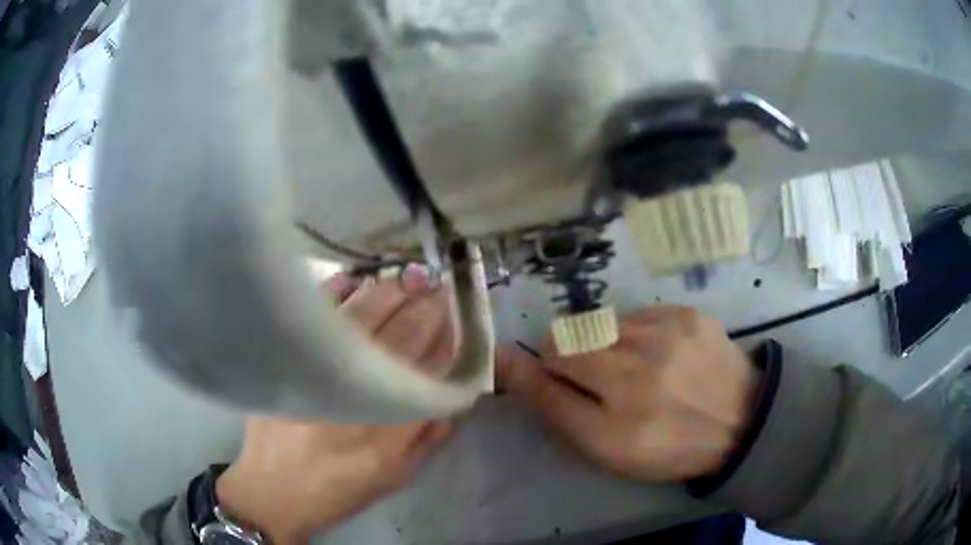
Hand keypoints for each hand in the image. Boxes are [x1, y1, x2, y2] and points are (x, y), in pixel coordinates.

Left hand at [216, 270, 455, 543]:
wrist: (273, 490)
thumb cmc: (339, 489)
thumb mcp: (395, 477)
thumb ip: (429, 437)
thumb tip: (457, 392)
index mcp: (388, 427)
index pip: (429, 368)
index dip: (447, 337)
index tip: (456, 315)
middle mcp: (357, 394)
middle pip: (401, 336)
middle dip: (426, 306)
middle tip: (438, 287)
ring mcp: (318, 371)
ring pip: (363, 316)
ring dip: (392, 291)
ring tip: (409, 278)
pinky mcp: (286, 358)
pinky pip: (317, 312)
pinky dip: (340, 290)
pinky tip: (358, 280)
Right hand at [498, 306, 757, 482]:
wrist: (740, 422)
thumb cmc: (667, 446)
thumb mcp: (605, 448)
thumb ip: (554, 407)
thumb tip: (510, 363)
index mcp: (616, 418)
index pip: (546, 373)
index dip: (536, 371)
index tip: (547, 378)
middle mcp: (640, 369)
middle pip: (569, 339)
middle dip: (569, 357)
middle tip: (597, 380)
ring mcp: (667, 333)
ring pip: (601, 324)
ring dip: (602, 343)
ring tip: (630, 367)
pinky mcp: (687, 313)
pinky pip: (636, 315)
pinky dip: (634, 333)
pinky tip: (655, 353)